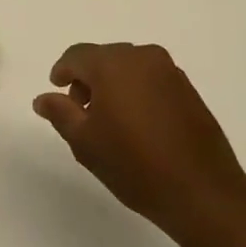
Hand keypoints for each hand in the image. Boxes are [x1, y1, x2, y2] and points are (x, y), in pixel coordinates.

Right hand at [34, 42, 245, 241]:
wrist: (202, 191)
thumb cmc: (135, 165)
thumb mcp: (85, 142)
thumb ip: (60, 113)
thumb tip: (43, 97)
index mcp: (113, 64)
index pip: (77, 55)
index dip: (62, 71)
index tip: (56, 90)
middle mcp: (142, 57)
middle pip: (104, 57)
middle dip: (88, 79)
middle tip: (80, 111)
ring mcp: (169, 71)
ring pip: (128, 67)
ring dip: (113, 84)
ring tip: (109, 120)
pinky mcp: (187, 88)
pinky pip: (150, 78)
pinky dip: (136, 90)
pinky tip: (136, 123)